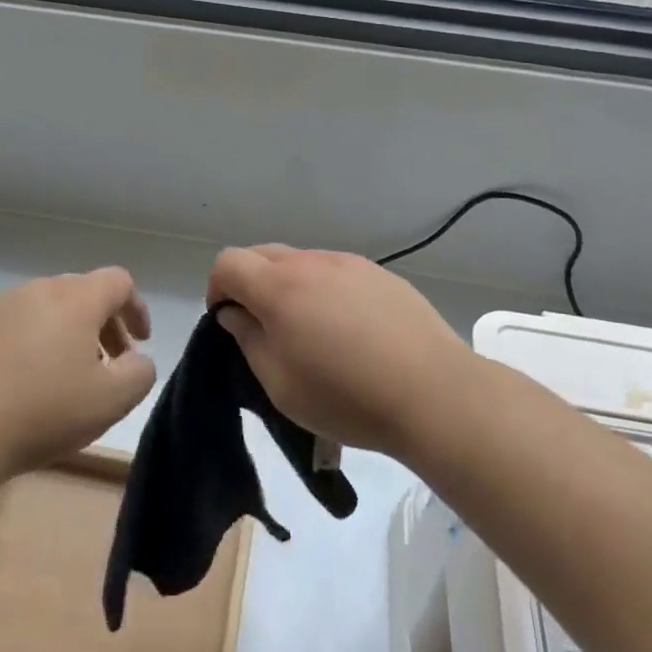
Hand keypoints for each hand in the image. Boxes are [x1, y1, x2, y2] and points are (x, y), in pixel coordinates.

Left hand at [0, 268, 156, 483]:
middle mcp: (38, 290)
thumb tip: (136, 360)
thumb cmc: (41, 412)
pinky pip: (15, 327)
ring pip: (47, 310)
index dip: (136, 308)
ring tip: (66, 379)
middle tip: (108, 365)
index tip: (140, 343)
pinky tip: (24, 386)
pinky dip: (32, 345)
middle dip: (103, 325)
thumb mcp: (111, 401)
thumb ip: (139, 373)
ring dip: (67, 335)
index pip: (118, 282)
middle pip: (83, 293)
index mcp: (76, 298)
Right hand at [206, 246, 475, 459]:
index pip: (228, 263)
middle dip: (251, 283)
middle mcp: (311, 262)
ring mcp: (349, 263)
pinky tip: (350, 330)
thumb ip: (249, 340)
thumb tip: (236, 314)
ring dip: (290, 286)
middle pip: (263, 255)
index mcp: (279, 287)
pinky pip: (337, 271)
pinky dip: (326, 290)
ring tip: (311, 331)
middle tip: (264, 327)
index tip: (228, 321)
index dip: (217, 289)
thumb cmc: (346, 396)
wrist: (433, 392)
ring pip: (302, 262)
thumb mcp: (280, 384)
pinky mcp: (380, 273)